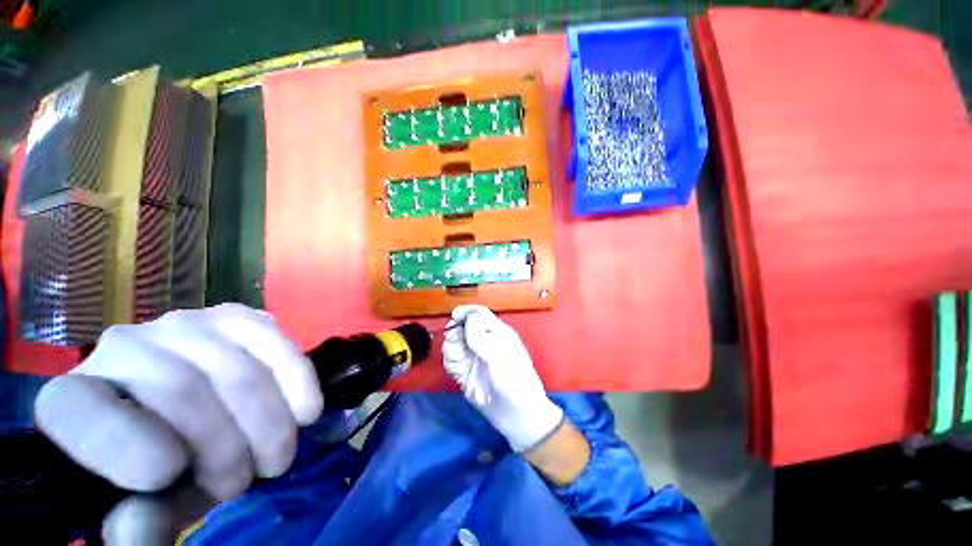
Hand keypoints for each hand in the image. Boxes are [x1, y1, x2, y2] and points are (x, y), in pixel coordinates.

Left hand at [34, 303, 322, 542]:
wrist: (192, 419)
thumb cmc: (159, 469)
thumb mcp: (145, 507)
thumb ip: (134, 525)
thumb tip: (142, 521)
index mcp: (72, 399)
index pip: (80, 409)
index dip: (125, 445)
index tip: (172, 475)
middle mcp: (121, 346)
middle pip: (181, 388)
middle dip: (226, 445)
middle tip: (246, 482)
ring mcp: (184, 324)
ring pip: (236, 368)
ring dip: (269, 421)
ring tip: (277, 455)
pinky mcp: (234, 317)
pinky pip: (271, 338)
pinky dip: (296, 378)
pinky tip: (307, 411)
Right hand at [442, 305, 562, 452]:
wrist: (517, 416)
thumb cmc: (515, 380)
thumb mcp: (499, 355)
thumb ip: (480, 336)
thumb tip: (467, 317)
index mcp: (497, 333)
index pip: (479, 314)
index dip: (466, 312)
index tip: (454, 315)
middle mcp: (484, 342)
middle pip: (462, 328)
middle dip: (455, 333)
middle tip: (457, 346)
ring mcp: (474, 358)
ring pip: (454, 344)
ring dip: (451, 350)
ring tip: (460, 363)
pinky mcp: (466, 374)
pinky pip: (451, 362)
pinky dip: (451, 363)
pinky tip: (458, 372)